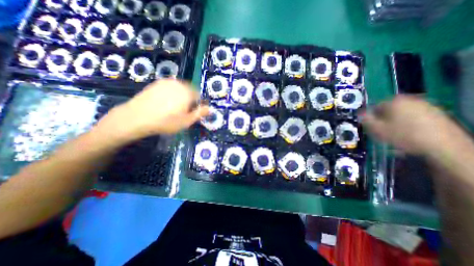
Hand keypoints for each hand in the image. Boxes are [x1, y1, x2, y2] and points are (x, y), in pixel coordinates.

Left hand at [96, 78, 207, 142]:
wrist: (137, 117)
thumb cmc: (166, 121)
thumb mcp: (187, 121)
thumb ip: (200, 113)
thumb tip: (210, 108)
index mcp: (187, 92)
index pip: (199, 96)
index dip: (197, 105)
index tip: (192, 113)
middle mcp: (178, 83)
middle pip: (190, 91)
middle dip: (189, 100)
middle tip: (183, 111)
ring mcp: (166, 82)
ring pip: (180, 89)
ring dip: (181, 96)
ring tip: (173, 108)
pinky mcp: (157, 83)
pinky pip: (170, 87)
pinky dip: (171, 94)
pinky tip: (164, 103)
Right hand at [362, 95, 460, 154]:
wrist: (443, 145)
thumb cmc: (403, 135)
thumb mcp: (376, 129)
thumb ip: (365, 120)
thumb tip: (360, 114)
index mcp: (393, 101)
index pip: (374, 107)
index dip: (371, 117)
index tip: (371, 127)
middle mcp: (409, 100)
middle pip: (388, 110)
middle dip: (383, 119)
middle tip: (382, 131)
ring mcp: (425, 105)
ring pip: (401, 114)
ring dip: (395, 122)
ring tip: (396, 134)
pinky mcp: (436, 113)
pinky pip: (414, 117)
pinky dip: (409, 124)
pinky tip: (409, 134)